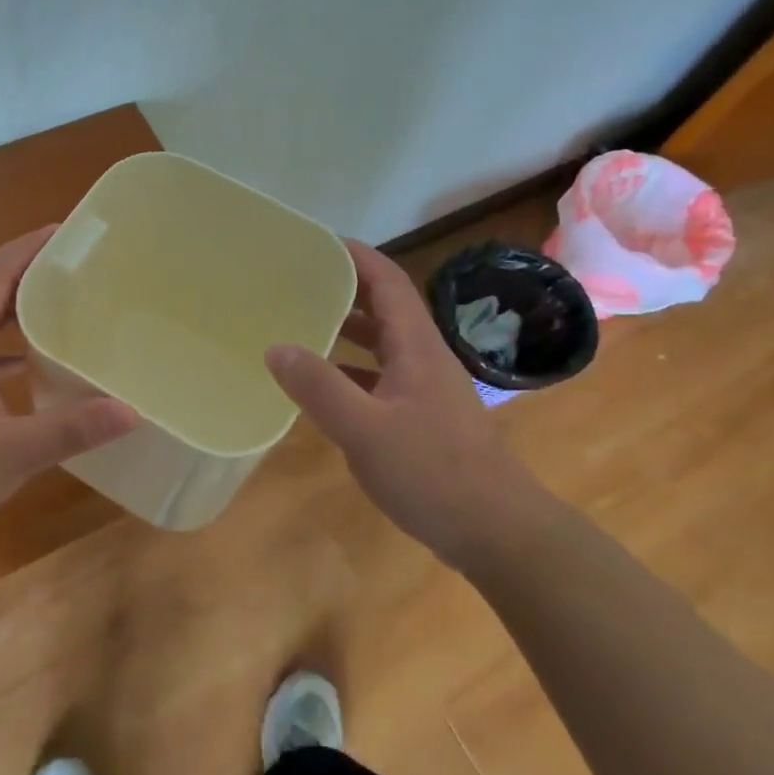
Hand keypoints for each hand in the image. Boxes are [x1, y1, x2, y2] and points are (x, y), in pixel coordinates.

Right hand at [263, 240, 559, 568]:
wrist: (498, 532)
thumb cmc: (434, 473)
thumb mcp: (366, 430)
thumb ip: (320, 388)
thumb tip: (275, 347)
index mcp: (416, 346)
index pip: (387, 281)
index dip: (355, 255)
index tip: (314, 242)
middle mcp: (423, 357)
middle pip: (383, 306)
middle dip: (343, 287)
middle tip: (294, 282)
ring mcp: (425, 388)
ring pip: (381, 343)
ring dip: (346, 328)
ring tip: (300, 324)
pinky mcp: (422, 417)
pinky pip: (380, 376)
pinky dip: (350, 369)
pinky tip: (322, 386)